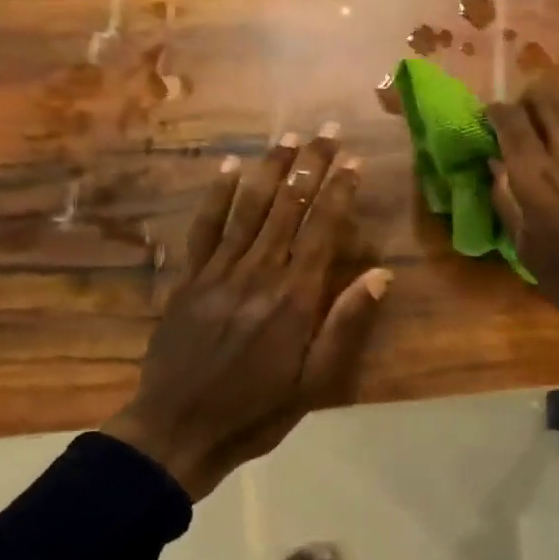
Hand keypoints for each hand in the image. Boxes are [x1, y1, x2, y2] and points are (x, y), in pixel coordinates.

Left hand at [102, 129, 391, 498]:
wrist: (177, 430)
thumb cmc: (256, 411)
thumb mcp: (315, 382)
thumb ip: (346, 325)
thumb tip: (381, 274)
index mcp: (294, 298)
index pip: (322, 230)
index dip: (339, 192)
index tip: (353, 160)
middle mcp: (259, 273)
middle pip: (289, 207)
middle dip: (310, 164)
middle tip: (326, 128)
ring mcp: (219, 272)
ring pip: (250, 208)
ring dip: (271, 168)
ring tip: (288, 135)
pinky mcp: (189, 278)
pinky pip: (205, 227)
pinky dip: (218, 195)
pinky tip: (230, 167)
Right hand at [485, 95, 558, 439]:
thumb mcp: (527, 250)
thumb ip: (508, 201)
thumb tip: (497, 168)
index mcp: (536, 176)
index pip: (510, 119)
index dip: (496, 113)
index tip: (491, 121)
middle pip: (546, 101)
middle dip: (528, 104)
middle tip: (523, 121)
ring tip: (554, 127)